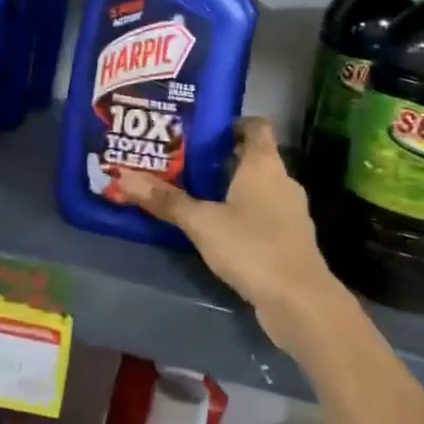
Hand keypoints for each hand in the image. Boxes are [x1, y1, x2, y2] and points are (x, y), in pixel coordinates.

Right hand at [110, 118, 345, 355]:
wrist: (300, 301)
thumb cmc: (252, 247)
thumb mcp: (202, 222)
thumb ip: (165, 200)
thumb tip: (123, 176)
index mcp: (264, 164)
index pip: (256, 126)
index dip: (232, 123)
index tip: (202, 130)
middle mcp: (282, 181)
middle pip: (253, 157)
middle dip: (221, 158)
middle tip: (184, 161)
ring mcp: (289, 211)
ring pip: (257, 188)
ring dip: (231, 188)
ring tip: (195, 193)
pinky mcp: (289, 239)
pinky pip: (263, 214)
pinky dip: (242, 214)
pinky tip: (218, 228)